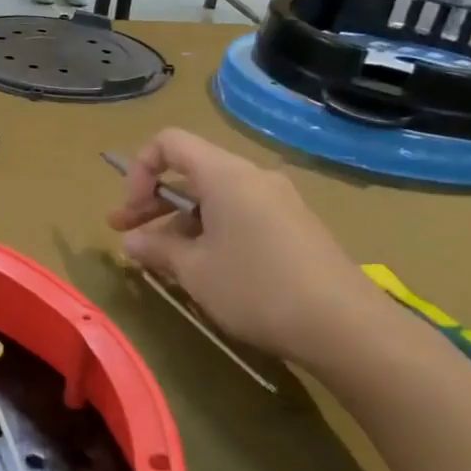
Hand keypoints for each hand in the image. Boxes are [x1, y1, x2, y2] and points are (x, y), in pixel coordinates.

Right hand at [107, 128, 384, 363]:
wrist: (347, 327)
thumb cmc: (257, 288)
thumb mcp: (194, 271)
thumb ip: (156, 249)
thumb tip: (132, 241)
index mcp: (226, 175)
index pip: (169, 143)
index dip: (139, 170)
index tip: (132, 210)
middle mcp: (253, 178)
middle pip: (190, 172)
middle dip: (152, 201)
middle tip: (123, 233)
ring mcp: (278, 202)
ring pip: (214, 198)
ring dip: (179, 222)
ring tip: (160, 260)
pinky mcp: (294, 228)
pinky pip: (239, 215)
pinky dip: (210, 232)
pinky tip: (202, 269)